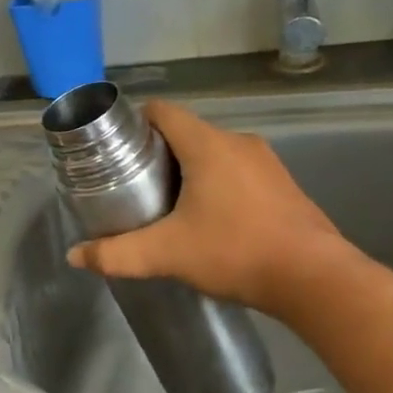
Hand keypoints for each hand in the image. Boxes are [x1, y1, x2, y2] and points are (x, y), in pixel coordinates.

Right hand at [66, 100, 351, 317]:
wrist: (316, 281)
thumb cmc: (236, 252)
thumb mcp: (167, 254)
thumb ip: (117, 254)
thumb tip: (75, 256)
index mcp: (208, 145)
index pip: (164, 111)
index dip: (135, 122)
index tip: (116, 148)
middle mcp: (238, 143)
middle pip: (187, 132)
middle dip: (158, 152)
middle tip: (134, 182)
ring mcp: (267, 163)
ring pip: (214, 152)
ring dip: (189, 168)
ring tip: (167, 202)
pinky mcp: (284, 185)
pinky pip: (238, 170)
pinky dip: (218, 182)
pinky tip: (210, 218)